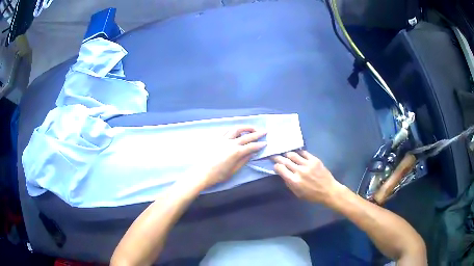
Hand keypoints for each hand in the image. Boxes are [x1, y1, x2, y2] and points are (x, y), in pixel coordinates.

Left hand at [196, 126, 266, 189]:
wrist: (201, 173)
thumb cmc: (218, 175)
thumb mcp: (233, 170)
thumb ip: (243, 161)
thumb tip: (252, 153)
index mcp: (236, 152)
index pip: (251, 146)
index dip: (259, 144)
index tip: (266, 143)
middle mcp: (231, 143)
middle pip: (246, 135)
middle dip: (257, 133)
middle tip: (264, 131)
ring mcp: (222, 139)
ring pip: (236, 129)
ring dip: (245, 127)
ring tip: (251, 128)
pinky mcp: (216, 139)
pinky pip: (226, 130)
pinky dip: (233, 129)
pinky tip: (236, 130)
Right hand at [272, 150, 345, 204]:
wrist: (328, 190)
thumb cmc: (312, 195)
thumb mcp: (297, 193)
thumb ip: (289, 183)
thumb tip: (283, 174)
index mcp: (294, 181)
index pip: (280, 169)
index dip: (276, 166)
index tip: (275, 166)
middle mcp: (299, 171)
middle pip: (285, 160)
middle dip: (278, 158)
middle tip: (274, 156)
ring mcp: (307, 164)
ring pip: (293, 155)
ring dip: (287, 154)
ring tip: (285, 154)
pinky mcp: (315, 160)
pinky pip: (304, 153)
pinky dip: (299, 153)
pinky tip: (297, 154)